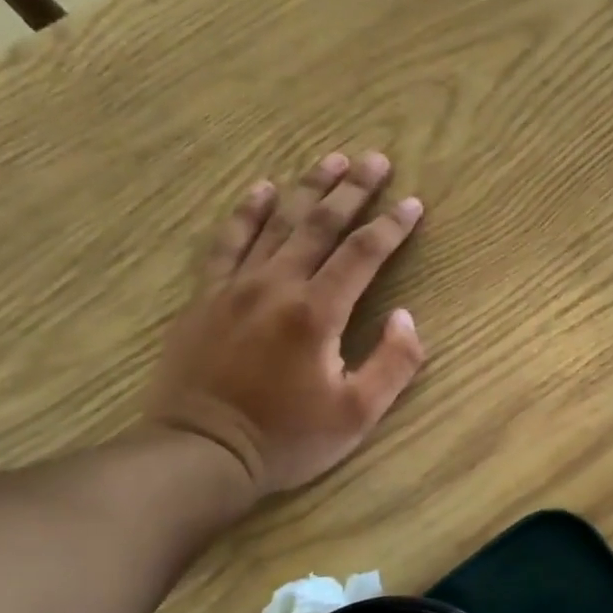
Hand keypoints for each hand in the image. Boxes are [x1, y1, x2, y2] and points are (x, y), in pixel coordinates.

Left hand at [144, 151, 425, 510]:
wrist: (199, 453)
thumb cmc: (286, 439)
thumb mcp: (357, 415)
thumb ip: (392, 363)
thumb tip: (405, 316)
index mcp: (317, 312)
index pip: (362, 254)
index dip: (391, 226)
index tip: (412, 202)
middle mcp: (276, 285)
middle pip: (320, 224)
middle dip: (352, 189)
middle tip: (375, 159)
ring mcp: (235, 287)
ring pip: (277, 224)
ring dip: (307, 189)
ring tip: (330, 159)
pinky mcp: (205, 297)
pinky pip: (227, 242)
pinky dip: (246, 213)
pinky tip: (261, 190)